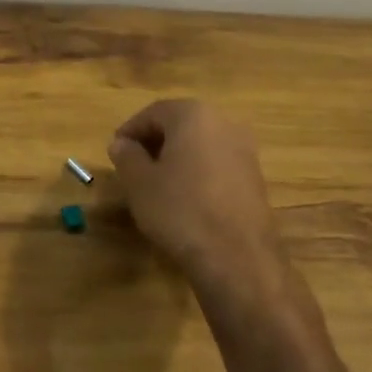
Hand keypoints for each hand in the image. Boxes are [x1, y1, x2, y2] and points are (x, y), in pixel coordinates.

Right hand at [107, 99, 291, 309]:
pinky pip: (218, 165)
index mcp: (194, 115)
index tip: (116, 151)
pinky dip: (198, 174)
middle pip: (180, 125)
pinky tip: (186, 200)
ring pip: (200, 145)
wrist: (238, 259)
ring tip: (157, 185)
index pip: (153, 112)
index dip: (131, 130)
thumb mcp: (139, 183)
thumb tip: (122, 144)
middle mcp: (224, 123)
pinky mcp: (256, 179)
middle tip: (134, 166)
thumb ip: (126, 156)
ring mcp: (245, 152)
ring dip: (177, 158)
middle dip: (155, 142)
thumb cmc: (181, 210)